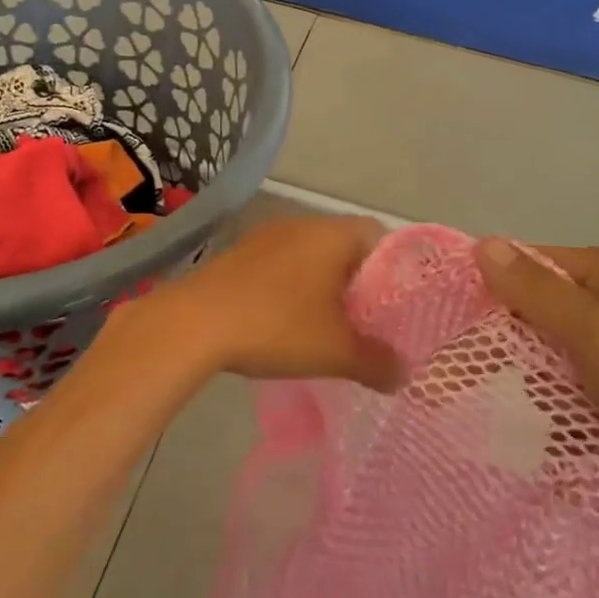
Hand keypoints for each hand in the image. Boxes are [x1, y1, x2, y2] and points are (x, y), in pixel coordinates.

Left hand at [117, 215, 403, 392]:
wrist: (195, 322)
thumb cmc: (277, 326)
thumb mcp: (336, 352)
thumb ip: (377, 362)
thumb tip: (403, 374)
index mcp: (333, 234)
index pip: (380, 236)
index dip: (395, 270)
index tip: (398, 305)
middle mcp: (302, 223)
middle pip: (345, 245)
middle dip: (358, 282)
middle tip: (368, 321)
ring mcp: (267, 235)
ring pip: (311, 254)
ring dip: (323, 284)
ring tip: (329, 325)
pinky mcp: (240, 252)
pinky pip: (282, 262)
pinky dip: (293, 286)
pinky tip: (287, 320)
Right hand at [474, 240, 598, 528]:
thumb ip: (537, 293)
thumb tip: (483, 243)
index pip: (523, 267)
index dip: (483, 291)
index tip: (443, 327)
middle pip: (534, 320)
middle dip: (503, 354)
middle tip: (457, 389)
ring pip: (554, 368)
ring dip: (535, 400)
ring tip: (508, 432)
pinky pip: (582, 407)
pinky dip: (567, 430)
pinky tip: (553, 460)